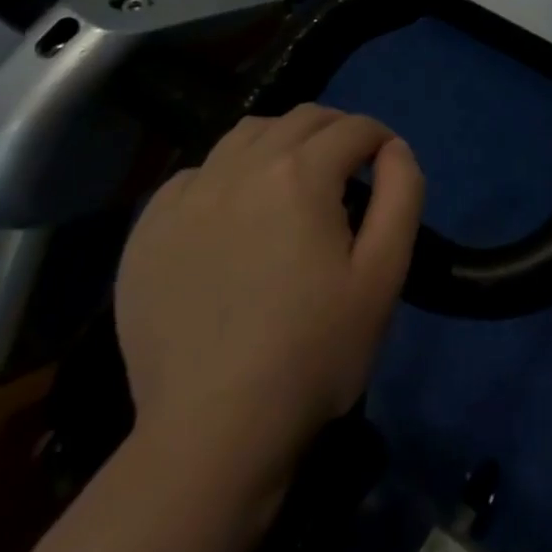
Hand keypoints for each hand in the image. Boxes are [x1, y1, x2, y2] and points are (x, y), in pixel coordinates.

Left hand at [114, 105, 423, 481]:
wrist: (214, 432)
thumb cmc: (314, 351)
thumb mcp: (385, 273)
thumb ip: (402, 193)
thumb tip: (394, 148)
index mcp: (300, 174)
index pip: (352, 128)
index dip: (379, 139)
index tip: (387, 164)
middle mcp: (240, 168)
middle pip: (300, 119)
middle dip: (335, 131)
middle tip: (349, 168)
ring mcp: (187, 197)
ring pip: (244, 135)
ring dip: (280, 143)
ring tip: (292, 181)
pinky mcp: (148, 231)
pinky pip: (195, 174)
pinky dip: (226, 175)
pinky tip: (233, 214)